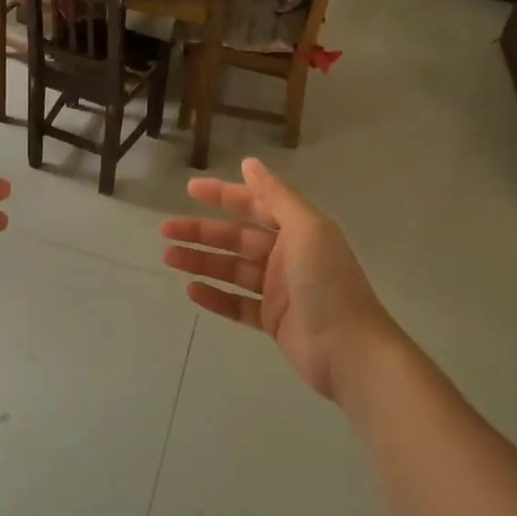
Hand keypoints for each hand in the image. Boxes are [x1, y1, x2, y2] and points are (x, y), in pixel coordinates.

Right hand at [162, 158, 393, 402]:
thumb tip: (250, 163)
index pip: (254, 205)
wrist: (350, 351)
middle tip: (166, 230)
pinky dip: (214, 296)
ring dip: (201, 261)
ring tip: (169, 257)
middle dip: (201, 232)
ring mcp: (278, 290)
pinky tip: (191, 291)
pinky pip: (236, 304)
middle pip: (236, 238)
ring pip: (231, 270)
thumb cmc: (327, 283)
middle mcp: (286, 256)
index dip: (223, 195)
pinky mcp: (272, 321)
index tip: (190, 189)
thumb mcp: (306, 229)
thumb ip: (276, 196)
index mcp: (297, 231)